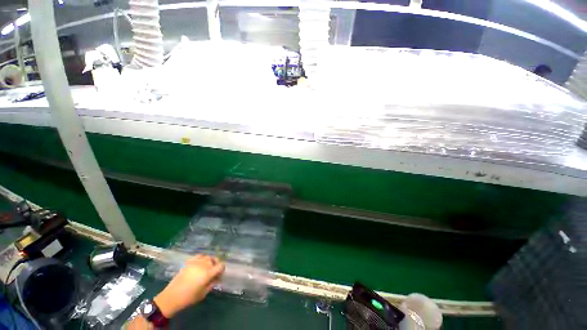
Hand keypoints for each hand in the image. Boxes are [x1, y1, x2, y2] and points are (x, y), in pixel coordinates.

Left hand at [153, 255, 224, 317]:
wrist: (171, 297)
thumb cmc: (189, 298)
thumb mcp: (204, 293)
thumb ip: (212, 283)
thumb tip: (216, 278)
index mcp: (208, 273)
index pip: (221, 265)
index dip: (222, 269)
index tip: (219, 275)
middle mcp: (203, 265)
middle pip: (214, 260)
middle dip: (216, 265)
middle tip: (213, 273)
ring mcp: (196, 262)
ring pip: (207, 257)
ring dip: (209, 261)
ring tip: (206, 268)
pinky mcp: (189, 262)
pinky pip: (199, 256)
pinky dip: (202, 259)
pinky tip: (200, 264)